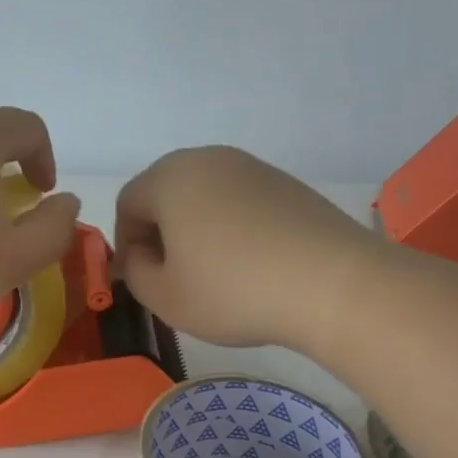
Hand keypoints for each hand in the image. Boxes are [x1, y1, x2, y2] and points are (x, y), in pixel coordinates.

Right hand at [114, 146, 381, 350]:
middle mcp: (208, 159)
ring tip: (212, 273)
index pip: (128, 202)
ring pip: (205, 195)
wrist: (332, 283)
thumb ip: (135, 273)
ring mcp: (252, 167)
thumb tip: (140, 256)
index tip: (139, 279)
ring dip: (195, 229)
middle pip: (166, 192)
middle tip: (171, 275)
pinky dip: (231, 227)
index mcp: (170, 178)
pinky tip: (249, 264)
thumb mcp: (166, 297)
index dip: (125, 243)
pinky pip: (240, 201)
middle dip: (159, 232)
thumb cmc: (233, 290)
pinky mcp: (286, 183)